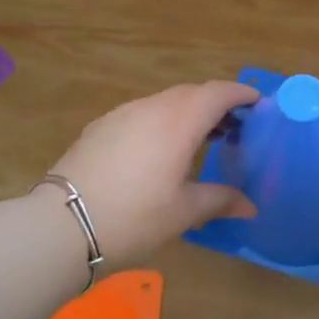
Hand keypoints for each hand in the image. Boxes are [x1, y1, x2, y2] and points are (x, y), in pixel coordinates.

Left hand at [44, 81, 259, 267]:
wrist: (61, 225)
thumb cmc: (134, 217)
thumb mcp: (184, 212)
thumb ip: (220, 200)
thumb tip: (250, 207)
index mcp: (179, 121)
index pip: (218, 93)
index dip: (241, 94)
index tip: (258, 103)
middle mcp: (151, 108)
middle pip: (191, 93)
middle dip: (216, 104)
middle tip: (234, 128)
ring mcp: (121, 115)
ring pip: (164, 102)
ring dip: (187, 113)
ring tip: (199, 141)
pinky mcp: (99, 128)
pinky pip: (141, 114)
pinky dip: (161, 122)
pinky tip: (159, 152)